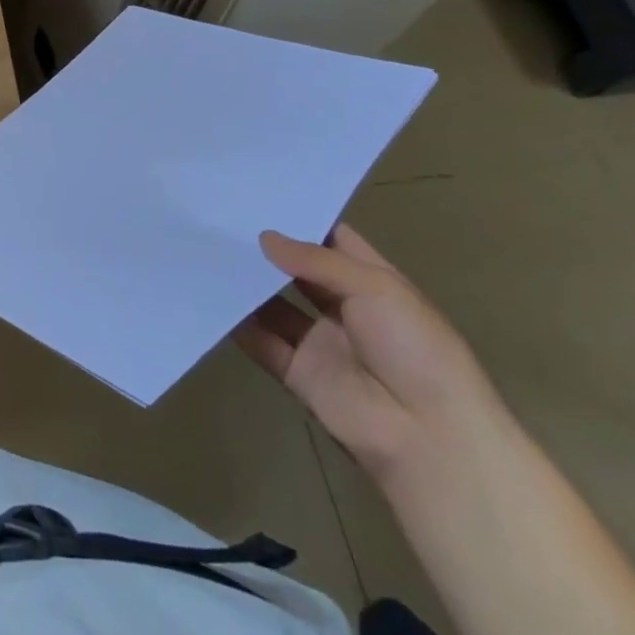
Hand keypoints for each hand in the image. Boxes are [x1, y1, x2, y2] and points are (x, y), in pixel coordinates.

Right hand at [234, 223, 509, 490]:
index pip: (333, 242)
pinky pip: (260, 342)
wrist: (428, 436)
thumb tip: (264, 238)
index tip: (260, 197)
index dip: (301, 220)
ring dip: (247, 284)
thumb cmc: (415, 349)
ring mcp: (319, 342)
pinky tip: (207, 296)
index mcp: (374, 284)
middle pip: (297, 272)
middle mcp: (344, 308)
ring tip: (205, 251)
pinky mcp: (297, 372)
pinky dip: (236, 323)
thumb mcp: (377, 288)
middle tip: (220, 220)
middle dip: (265, 250)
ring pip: (273, 305)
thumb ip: (316, 260)